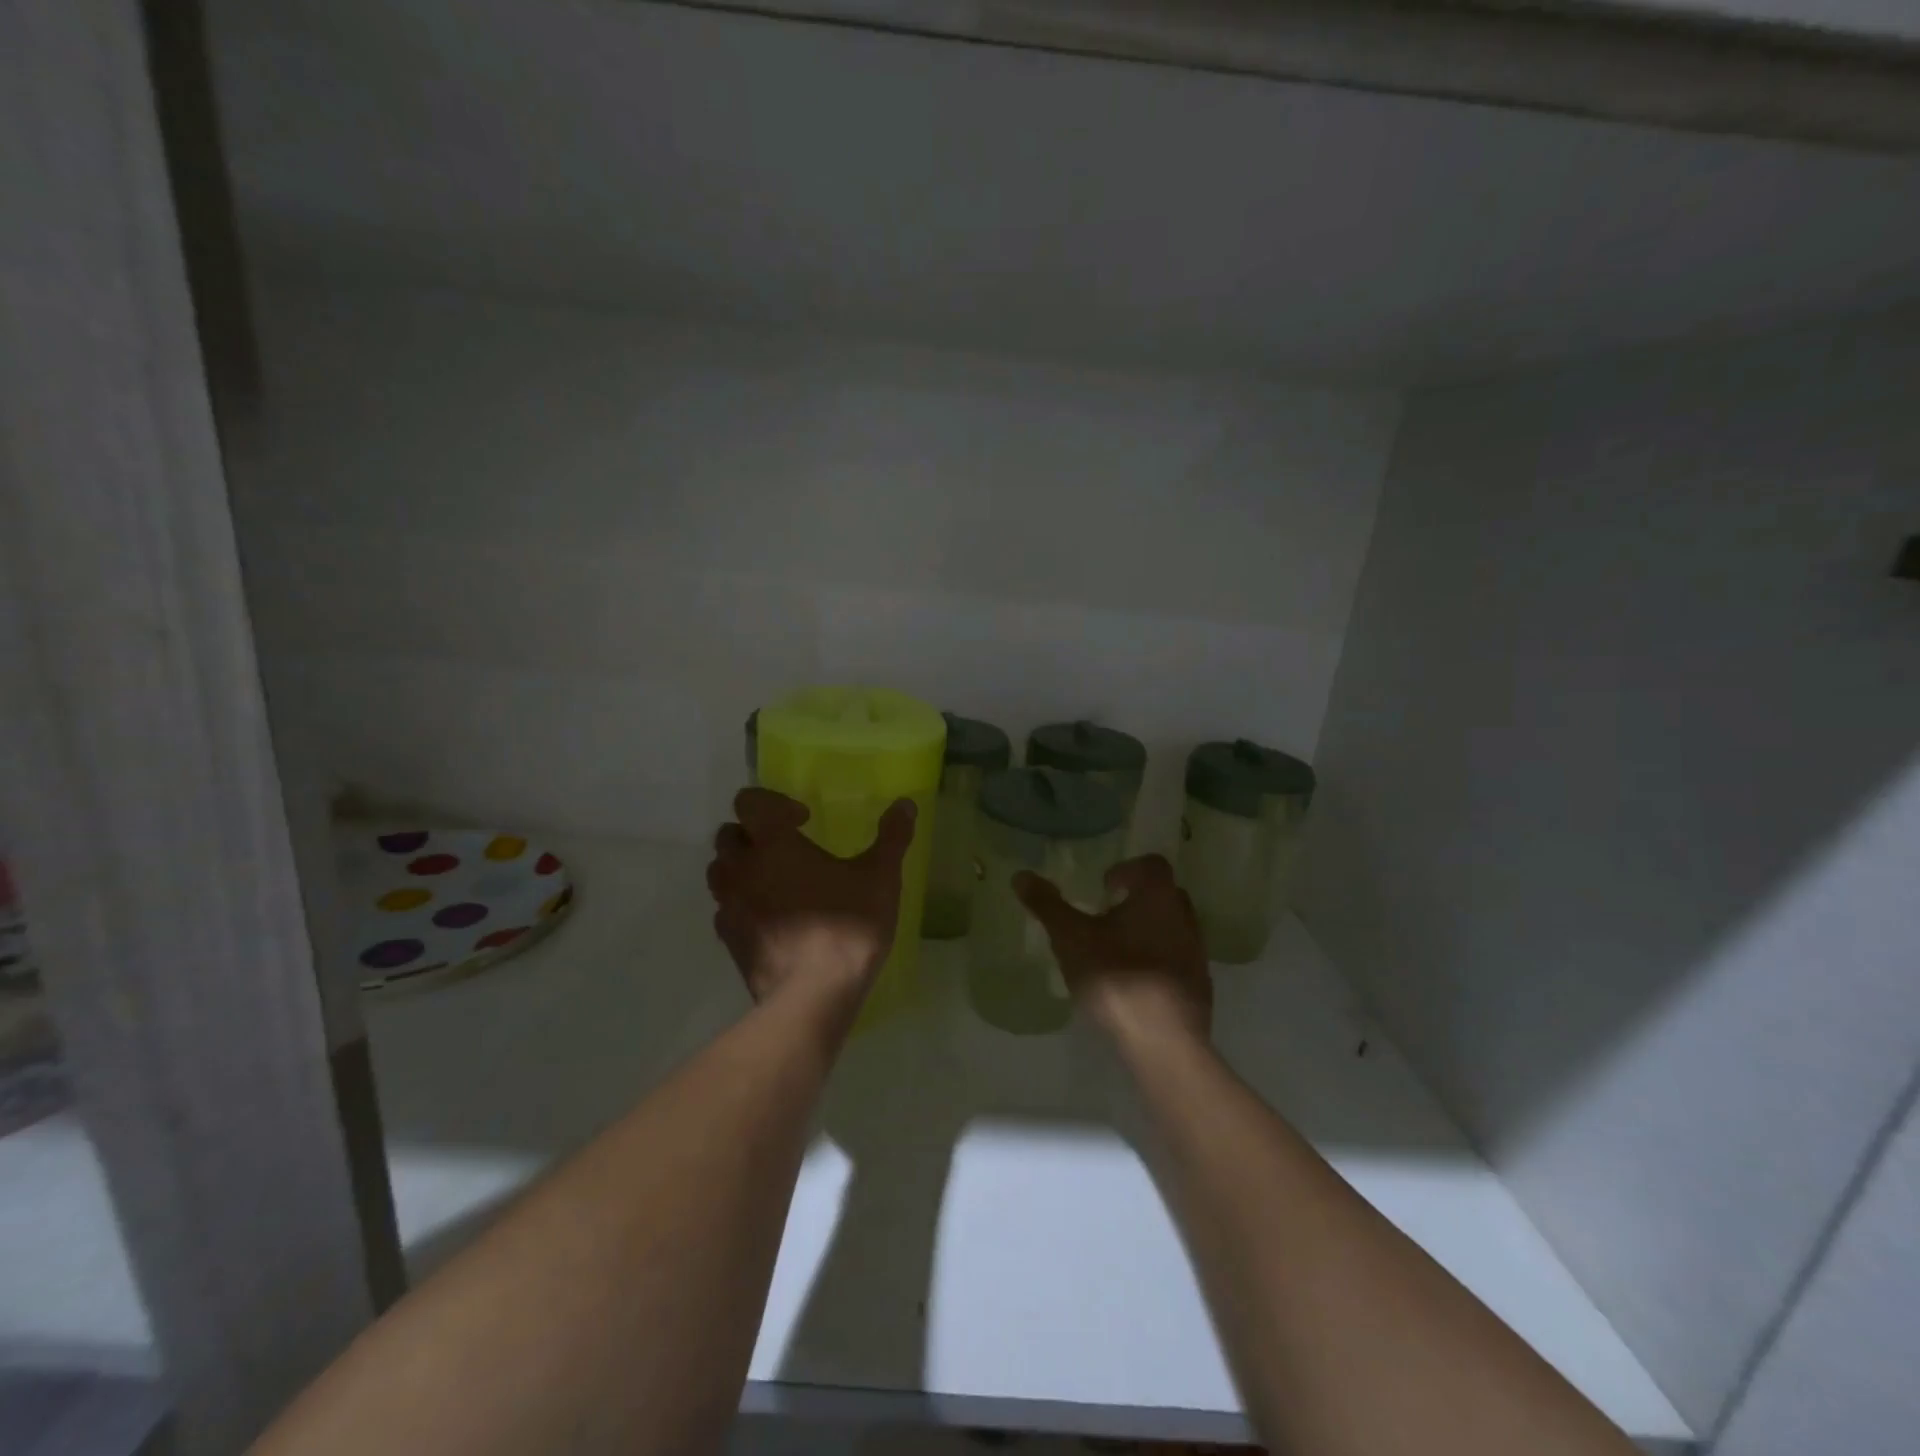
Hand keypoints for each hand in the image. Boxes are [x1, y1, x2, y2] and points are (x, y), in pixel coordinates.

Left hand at [706, 788, 916, 1014]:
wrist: (812, 997)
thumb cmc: (846, 928)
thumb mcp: (880, 878)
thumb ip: (892, 837)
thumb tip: (905, 804)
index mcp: (774, 844)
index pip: (750, 801)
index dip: (773, 803)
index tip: (803, 821)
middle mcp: (743, 869)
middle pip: (729, 834)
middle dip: (754, 834)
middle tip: (787, 848)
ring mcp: (730, 906)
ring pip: (720, 871)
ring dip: (741, 867)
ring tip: (774, 880)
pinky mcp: (729, 940)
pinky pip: (724, 908)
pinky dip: (740, 903)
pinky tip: (770, 917)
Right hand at [1014, 854, 1211, 1049]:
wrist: (1163, 1043)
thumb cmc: (1116, 977)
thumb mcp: (1071, 938)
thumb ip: (1047, 905)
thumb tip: (1020, 875)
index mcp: (1158, 896)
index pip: (1151, 864)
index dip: (1127, 870)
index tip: (1104, 888)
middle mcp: (1184, 917)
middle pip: (1164, 894)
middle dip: (1137, 899)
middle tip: (1106, 915)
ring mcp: (1196, 953)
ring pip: (1172, 927)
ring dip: (1147, 930)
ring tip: (1116, 951)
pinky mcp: (1199, 986)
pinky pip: (1176, 959)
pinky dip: (1156, 960)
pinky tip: (1132, 982)